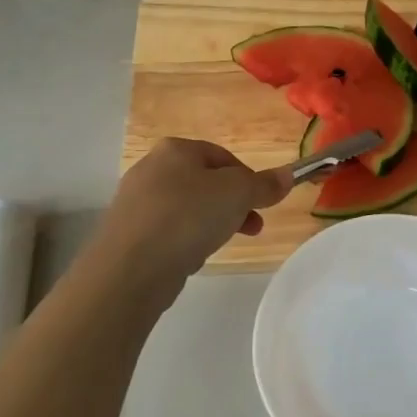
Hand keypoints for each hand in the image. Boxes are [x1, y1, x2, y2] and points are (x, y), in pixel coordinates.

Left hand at [99, 138, 293, 282]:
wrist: (131, 267)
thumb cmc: (188, 217)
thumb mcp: (237, 195)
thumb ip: (264, 184)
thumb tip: (287, 175)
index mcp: (176, 149)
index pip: (224, 157)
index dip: (249, 180)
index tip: (262, 205)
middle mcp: (151, 168)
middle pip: (205, 183)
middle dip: (233, 205)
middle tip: (251, 227)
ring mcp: (136, 202)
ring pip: (188, 208)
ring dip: (211, 223)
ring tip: (222, 244)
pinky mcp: (129, 233)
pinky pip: (169, 231)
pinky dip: (185, 240)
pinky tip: (192, 257)